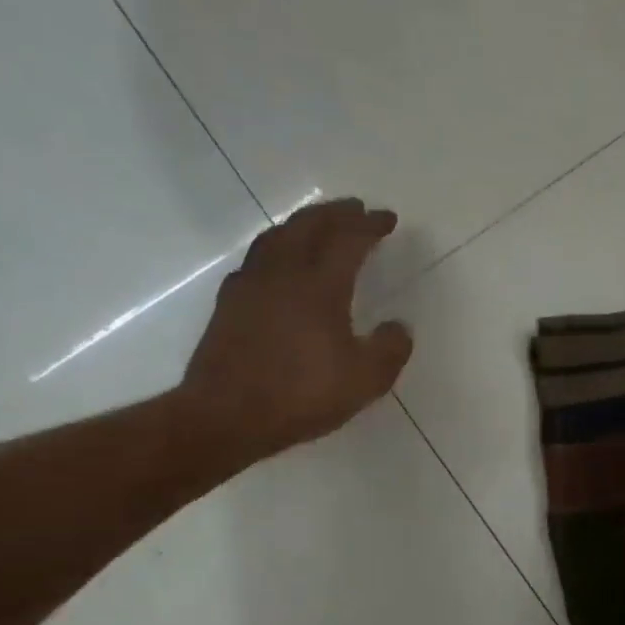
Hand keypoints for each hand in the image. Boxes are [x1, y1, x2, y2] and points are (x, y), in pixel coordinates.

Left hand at [178, 198, 412, 466]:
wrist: (226, 416)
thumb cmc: (301, 395)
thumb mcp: (365, 380)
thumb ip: (389, 349)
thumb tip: (398, 326)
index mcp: (320, 286)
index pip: (348, 240)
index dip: (370, 225)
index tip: (387, 218)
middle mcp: (283, 274)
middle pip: (308, 226)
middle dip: (335, 213)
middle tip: (354, 208)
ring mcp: (251, 285)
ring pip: (276, 236)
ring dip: (302, 223)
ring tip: (317, 224)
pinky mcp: (229, 304)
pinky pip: (256, 259)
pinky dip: (275, 247)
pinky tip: (277, 262)